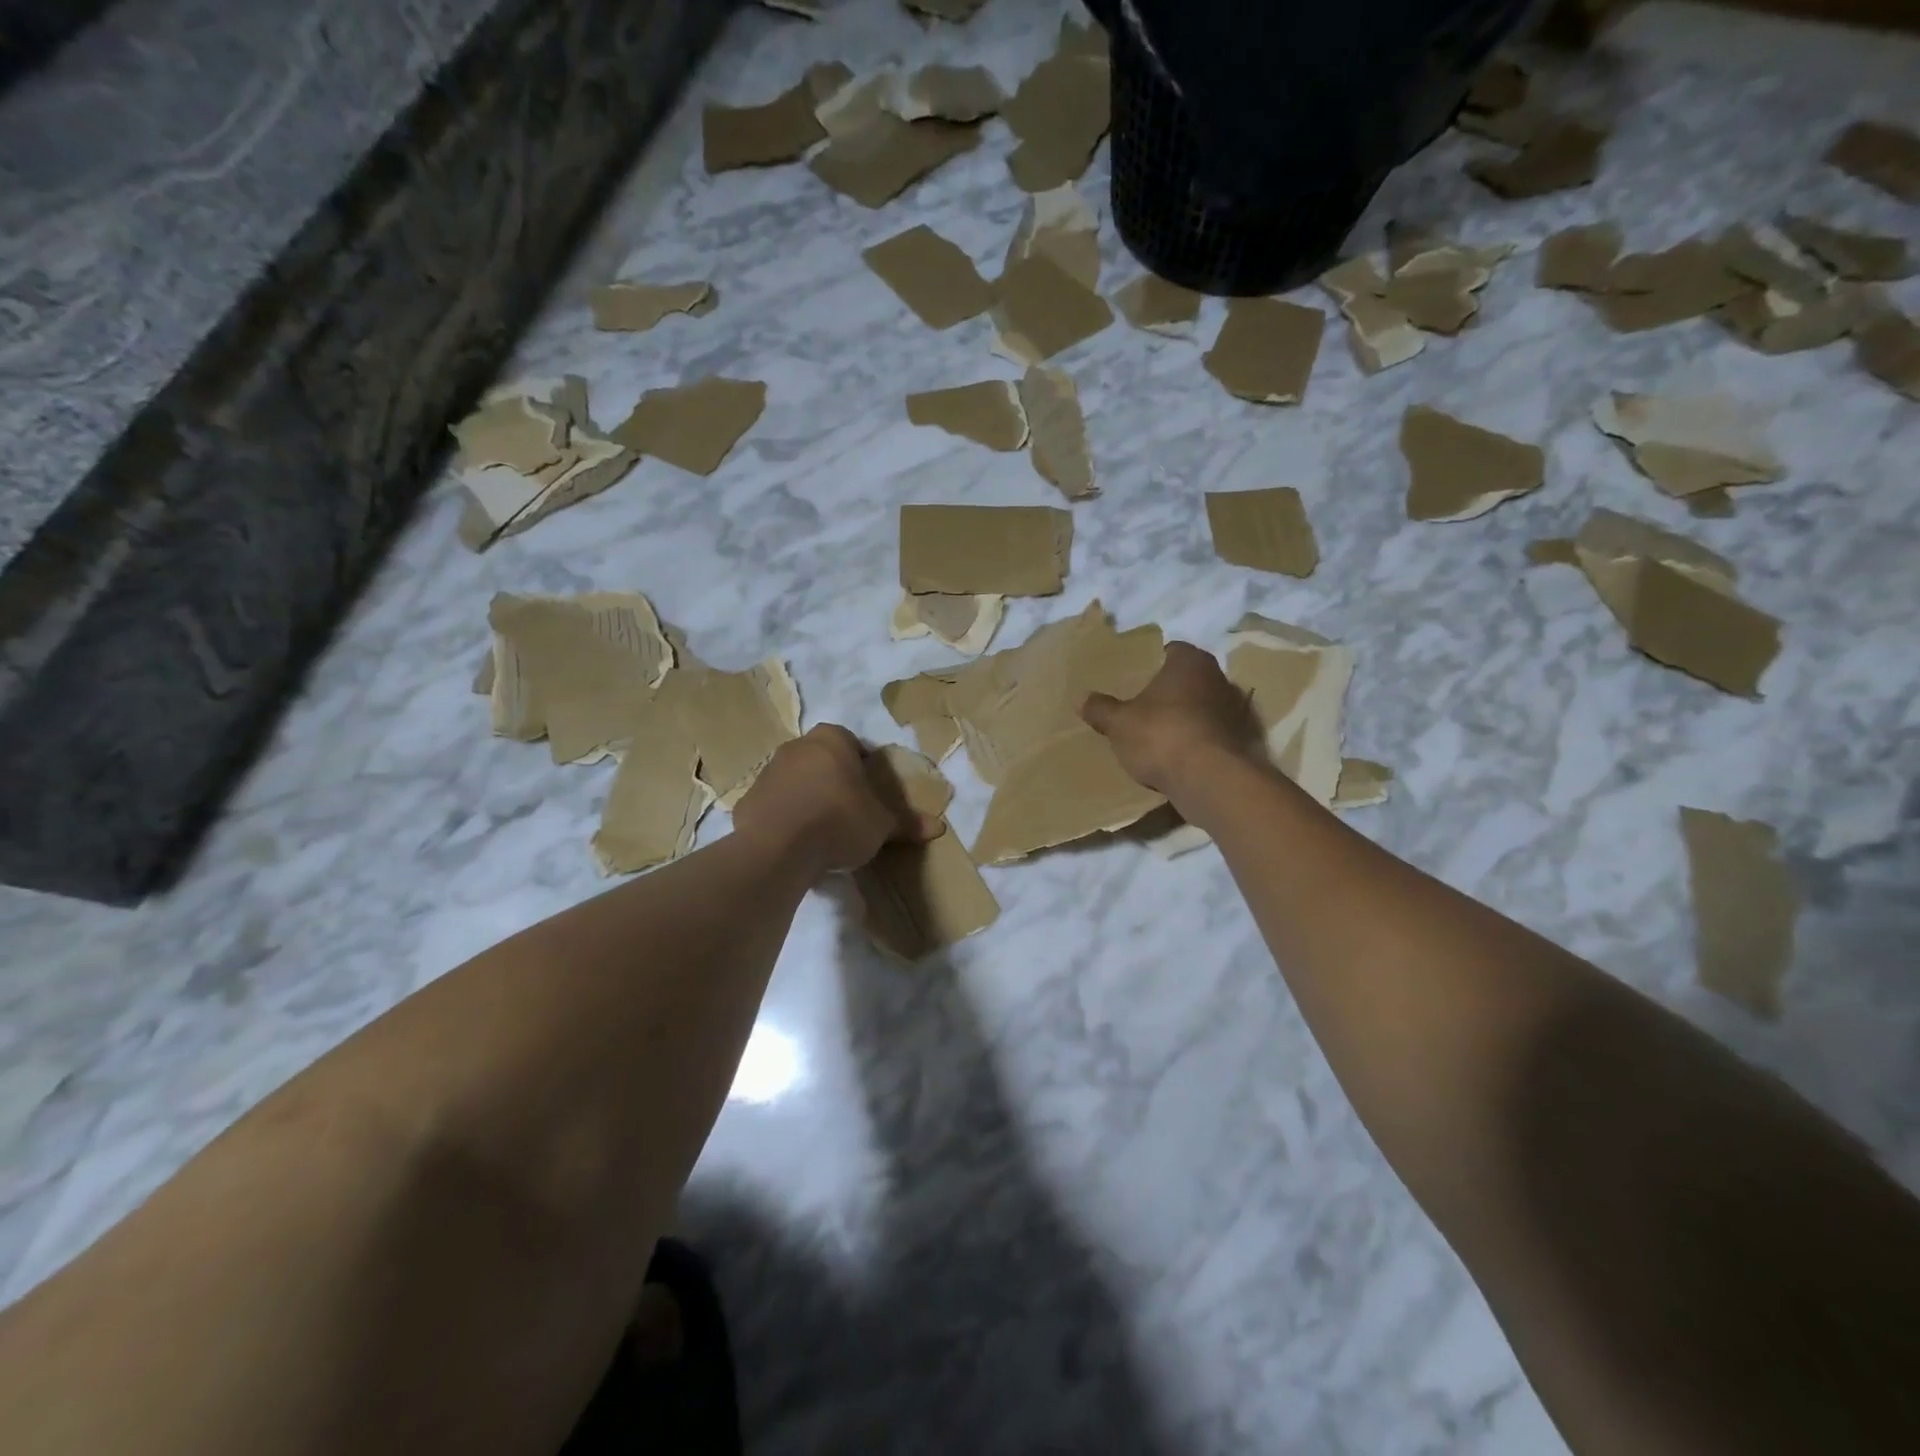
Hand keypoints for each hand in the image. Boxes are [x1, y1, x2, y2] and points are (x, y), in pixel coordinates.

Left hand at [733, 725, 937, 875]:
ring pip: (797, 780)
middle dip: (836, 781)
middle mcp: (798, 746)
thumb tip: (939, 827)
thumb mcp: (881, 825)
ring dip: (809, 798)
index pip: (854, 744)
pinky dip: (786, 817)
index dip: (865, 768)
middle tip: (850, 811)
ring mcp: (768, 771)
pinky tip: (797, 842)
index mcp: (832, 740)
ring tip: (823, 831)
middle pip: (823, 760)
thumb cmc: (839, 820)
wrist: (778, 846)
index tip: (871, 793)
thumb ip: (907, 823)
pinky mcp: (748, 799)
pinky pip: (775, 804)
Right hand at [1081, 642, 1265, 799]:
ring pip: (1203, 707)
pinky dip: (1197, 741)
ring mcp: (1235, 711)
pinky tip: (1178, 756)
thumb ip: (1101, 709)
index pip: (1172, 650)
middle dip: (1170, 690)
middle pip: (1189, 679)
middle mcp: (1218, 678)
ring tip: (1159, 733)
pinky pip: (1212, 735)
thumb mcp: (1119, 723)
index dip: (1153, 661)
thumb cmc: (1161, 735)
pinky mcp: (1241, 742)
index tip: (1136, 676)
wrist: (1210, 779)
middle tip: (1144, 704)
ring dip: (1185, 717)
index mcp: (1190, 662)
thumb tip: (1080, 698)